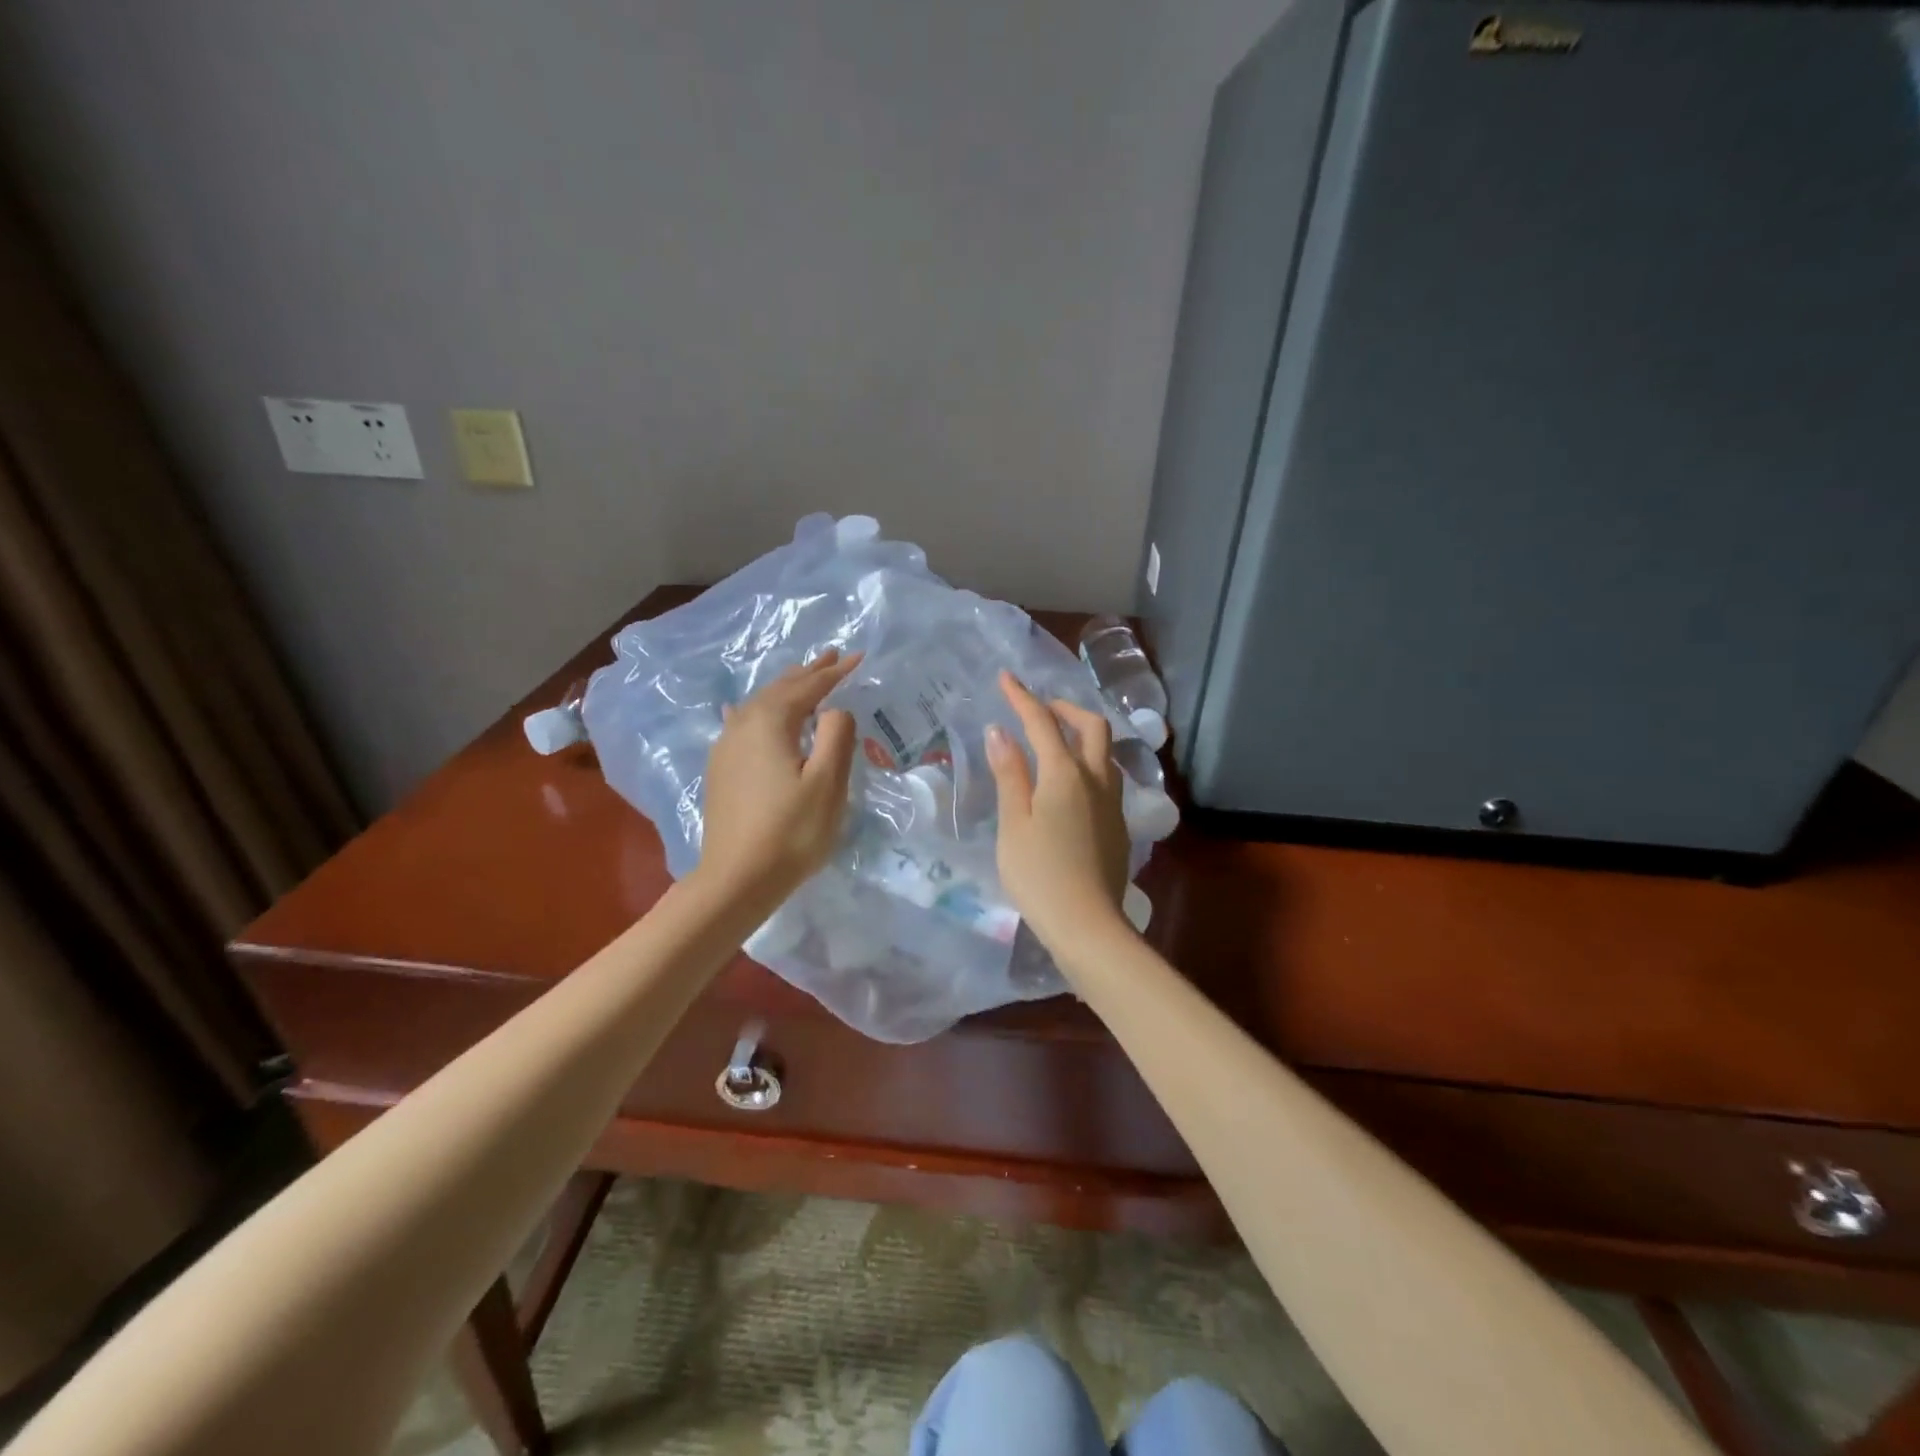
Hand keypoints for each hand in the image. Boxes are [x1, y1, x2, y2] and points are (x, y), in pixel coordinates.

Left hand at [699, 650, 862, 899]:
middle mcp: (743, 724)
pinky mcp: (721, 768)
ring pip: (760, 704)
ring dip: (785, 689)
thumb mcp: (827, 782)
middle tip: (831, 656)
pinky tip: (744, 710)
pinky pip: (743, 722)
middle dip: (808, 672)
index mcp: (770, 722)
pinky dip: (759, 710)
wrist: (736, 878)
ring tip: (803, 678)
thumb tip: (834, 709)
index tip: (858, 658)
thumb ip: (836, 735)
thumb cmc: (791, 831)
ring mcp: (727, 746)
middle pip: (781, 689)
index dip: (835, 672)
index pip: (809, 687)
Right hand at [986, 671, 1131, 950]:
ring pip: (1105, 753)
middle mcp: (1096, 780)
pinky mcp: (1118, 825)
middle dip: (1066, 709)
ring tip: (1056, 743)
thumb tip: (1001, 732)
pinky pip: (1107, 778)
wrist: (1087, 924)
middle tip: (1041, 709)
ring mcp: (1113, 803)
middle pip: (1092, 727)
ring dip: (1083, 736)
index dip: (1022, 697)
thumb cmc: (1038, 874)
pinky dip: (1089, 764)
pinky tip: (1071, 785)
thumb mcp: (1013, 823)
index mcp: (1065, 775)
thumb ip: (1010, 774)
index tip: (1006, 677)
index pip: (1042, 722)